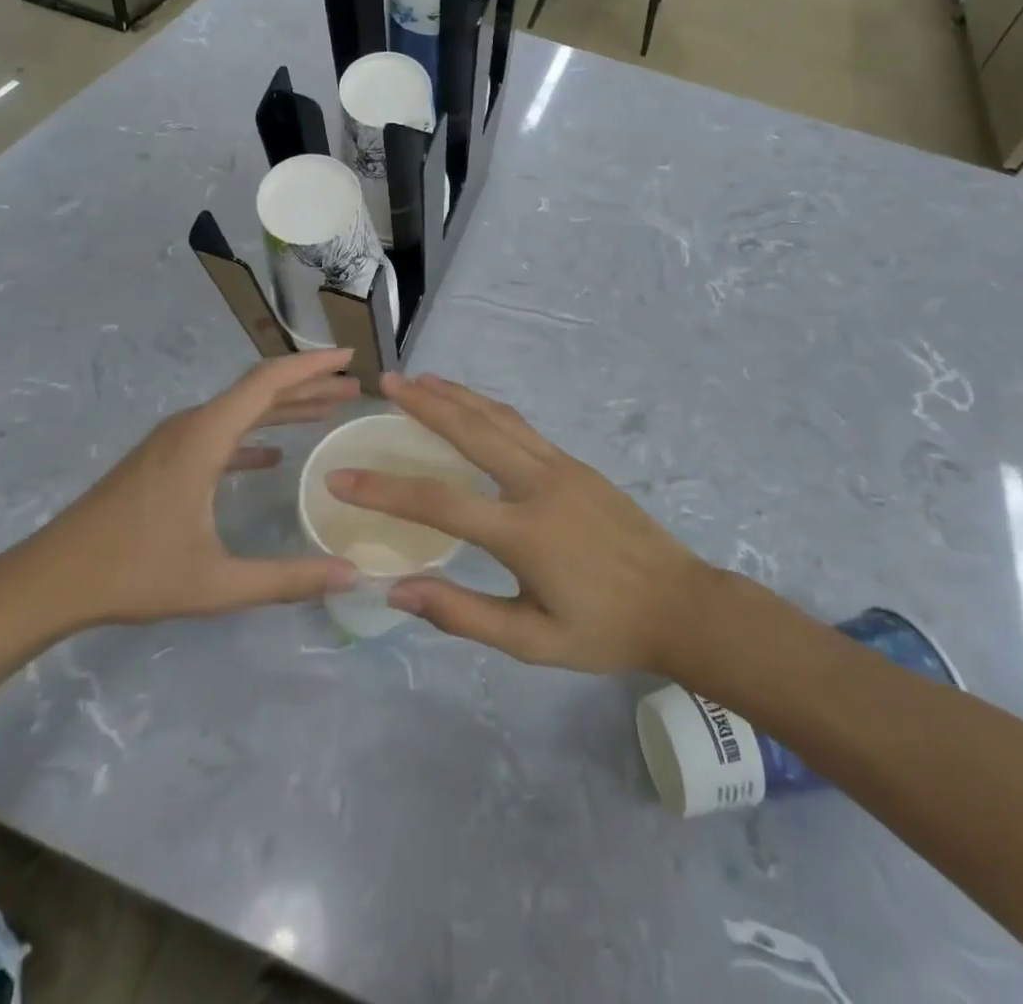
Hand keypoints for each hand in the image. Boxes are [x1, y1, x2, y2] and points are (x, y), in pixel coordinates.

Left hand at [24, 350, 361, 626]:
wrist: (50, 579)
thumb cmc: (134, 573)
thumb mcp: (217, 583)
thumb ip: (286, 579)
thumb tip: (351, 575)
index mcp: (204, 437)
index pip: (267, 382)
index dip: (312, 366)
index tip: (350, 357)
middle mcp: (191, 426)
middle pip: (259, 391)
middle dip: (309, 386)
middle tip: (353, 388)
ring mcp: (174, 441)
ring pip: (240, 410)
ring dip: (285, 408)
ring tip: (327, 411)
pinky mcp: (163, 459)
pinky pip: (220, 433)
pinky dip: (254, 434)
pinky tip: (273, 455)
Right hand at [326, 372, 708, 672]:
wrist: (680, 604)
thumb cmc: (604, 630)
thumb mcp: (532, 641)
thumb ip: (463, 614)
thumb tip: (398, 591)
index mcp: (524, 533)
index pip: (438, 502)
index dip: (384, 489)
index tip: (342, 477)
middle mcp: (539, 485)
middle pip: (471, 431)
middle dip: (425, 404)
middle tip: (388, 384)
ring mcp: (561, 466)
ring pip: (498, 418)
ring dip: (456, 395)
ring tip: (421, 380)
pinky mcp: (576, 463)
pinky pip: (521, 426)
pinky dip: (487, 408)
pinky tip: (472, 406)